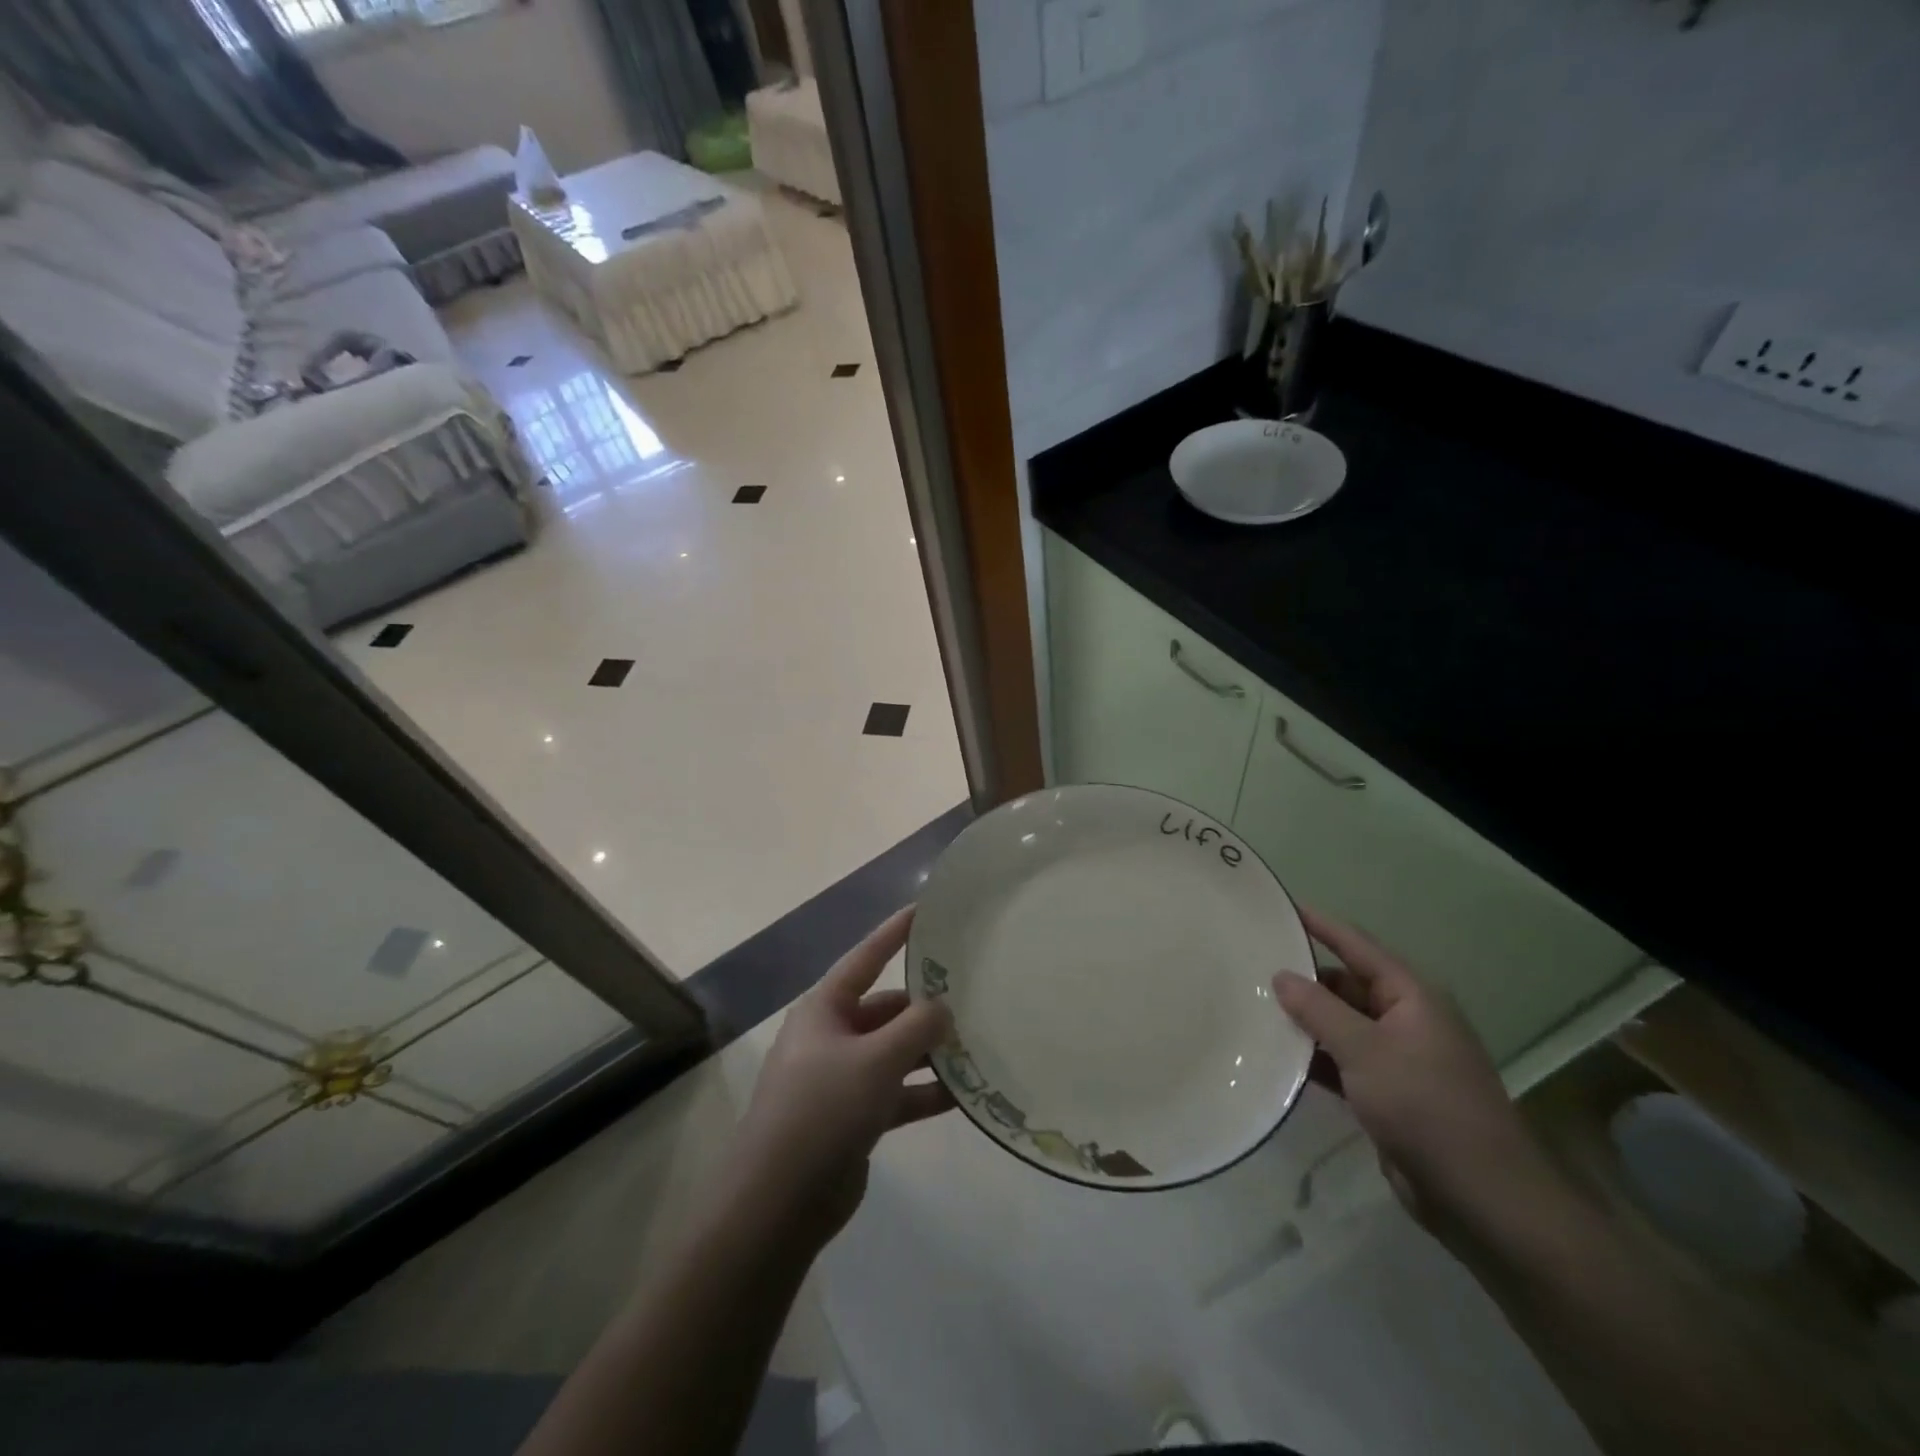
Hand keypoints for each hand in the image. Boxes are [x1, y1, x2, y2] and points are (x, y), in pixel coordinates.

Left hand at [724, 907, 954, 1249]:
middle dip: (926, 1008)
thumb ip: (917, 1027)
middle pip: (887, 1009)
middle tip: (974, 999)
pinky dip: (925, 1091)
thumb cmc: (823, 1110)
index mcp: (825, 1009)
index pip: (865, 957)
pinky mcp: (854, 1117)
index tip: (925, 910)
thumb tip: (943, 1009)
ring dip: (930, 1052)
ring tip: (978, 1046)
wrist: (778, 1202)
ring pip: (895, 1052)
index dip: (895, 932)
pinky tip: (964, 1094)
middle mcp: (832, 1036)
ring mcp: (842, 1078)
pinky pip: (897, 1091)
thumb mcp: (876, 1060)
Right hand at [1274, 909, 1549, 1235]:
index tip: (1281, 907)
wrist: (1481, 1198)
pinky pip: (1342, 1061)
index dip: (1320, 925)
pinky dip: (1314, 1057)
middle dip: (1304, 978)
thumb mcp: (1365, 1050)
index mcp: (1411, 997)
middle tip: (1251, 967)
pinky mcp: (1388, 1094)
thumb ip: (1318, 1009)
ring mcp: (1398, 1058)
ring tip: (1253, 1007)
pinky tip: (1276, 1057)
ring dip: (1305, 1021)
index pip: (1357, 946)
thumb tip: (1281, 976)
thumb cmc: (1425, 1106)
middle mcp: (1406, 1019)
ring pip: (1341, 1025)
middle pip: (1346, 985)